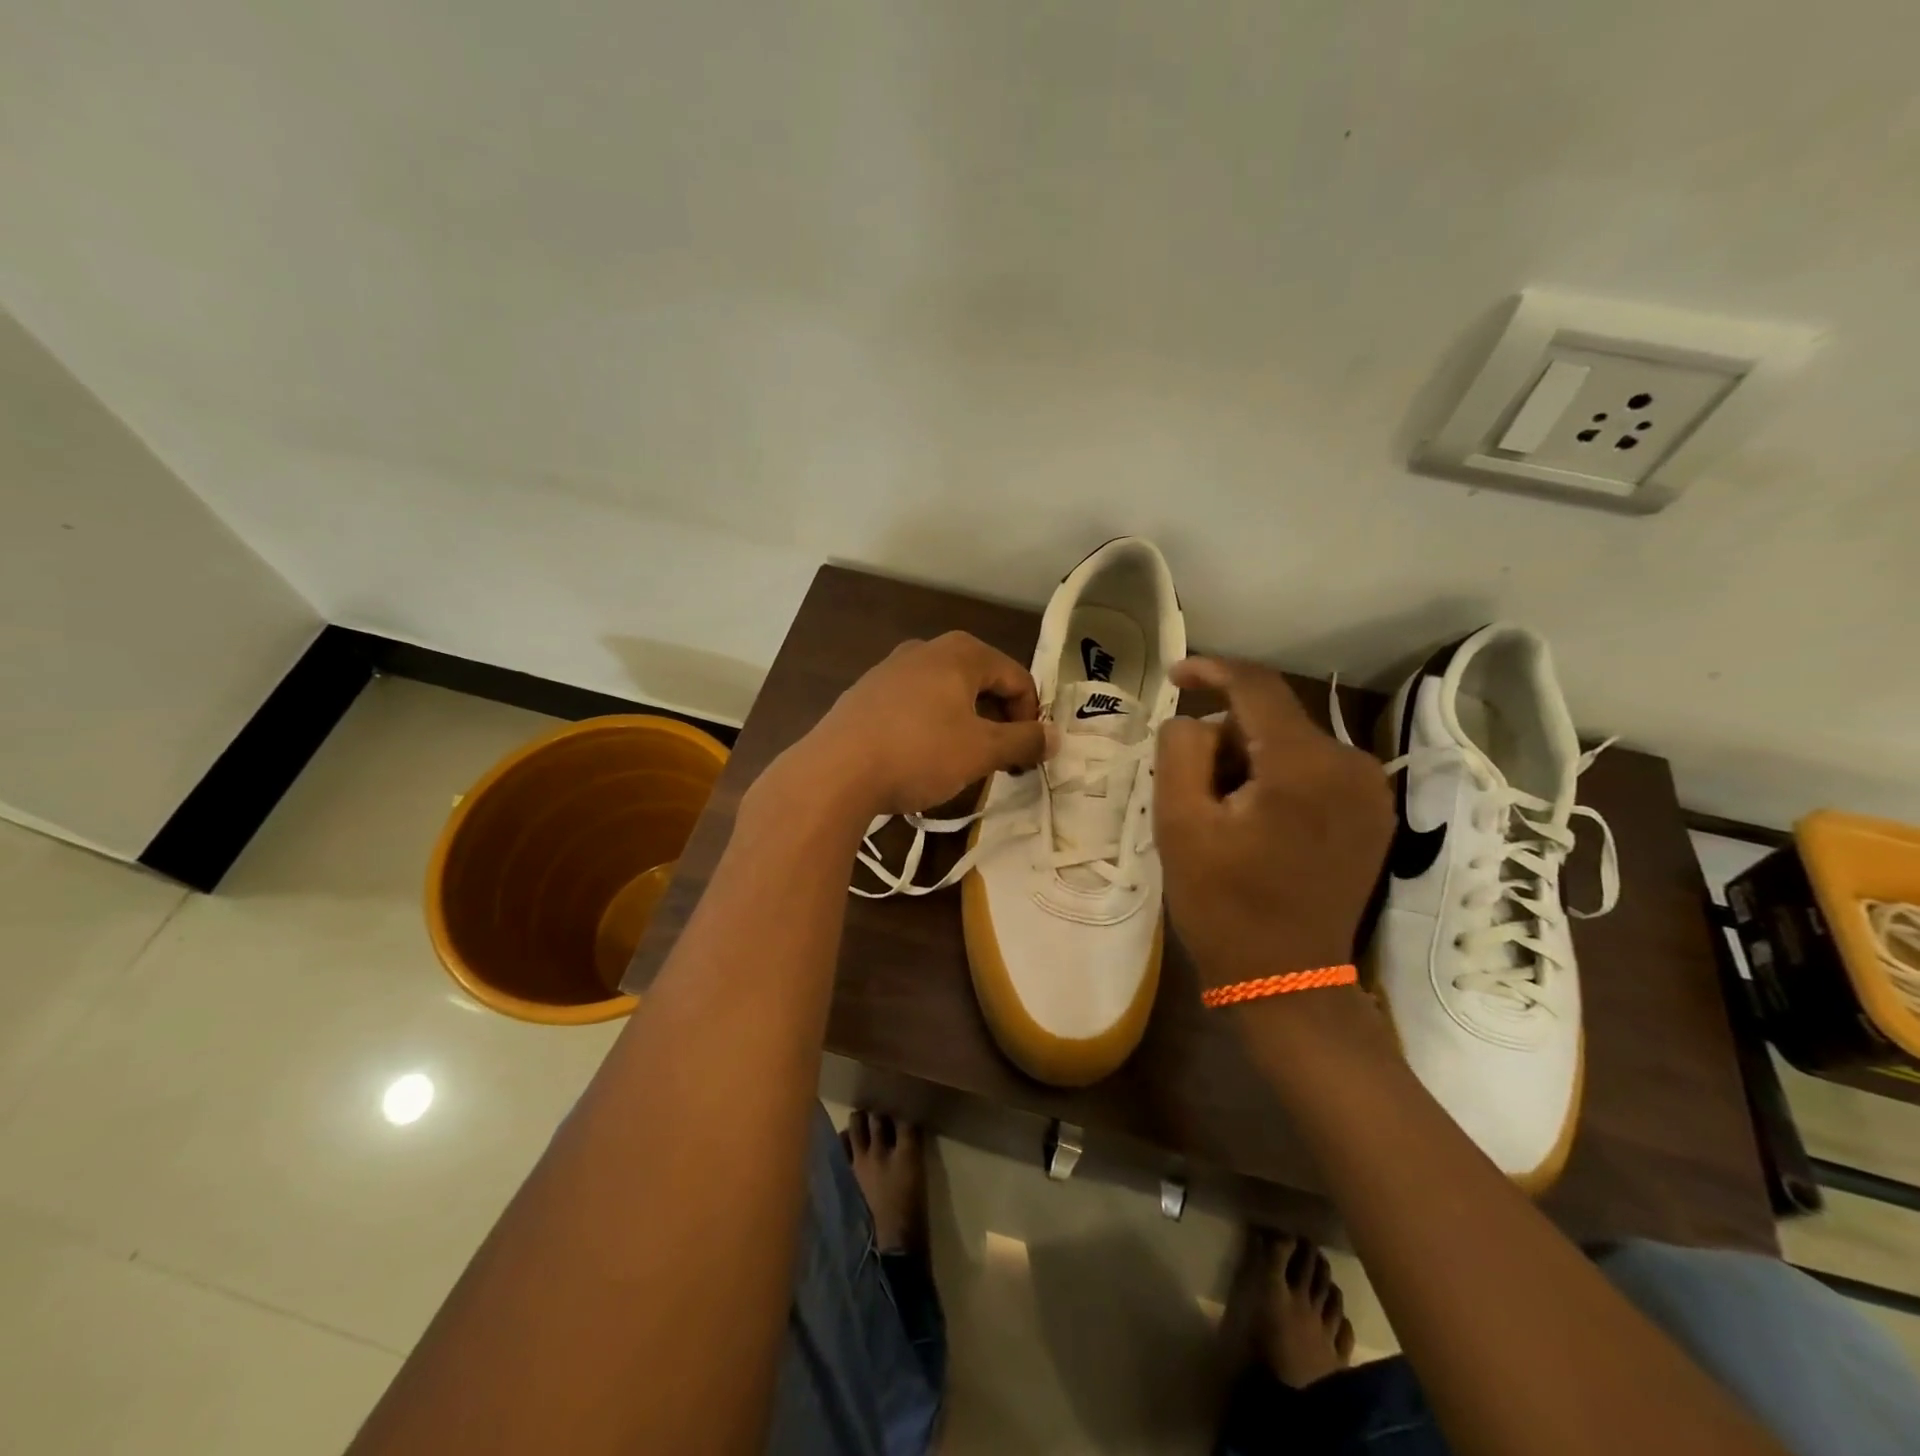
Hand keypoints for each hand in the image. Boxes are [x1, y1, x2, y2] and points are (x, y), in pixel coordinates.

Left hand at [783, 631, 1048, 820]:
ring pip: (946, 694)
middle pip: (982, 682)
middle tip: (1000, 761)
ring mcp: (890, 669)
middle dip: (998, 722)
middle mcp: (926, 649)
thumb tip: (1054, 736)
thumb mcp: (981, 751)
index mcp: (961, 653)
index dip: (1030, 719)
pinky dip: (930, 727)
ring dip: (965, 726)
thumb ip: (1024, 741)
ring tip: (962, 763)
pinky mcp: (865, 694)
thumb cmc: (919, 753)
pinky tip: (920, 758)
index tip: (1026, 757)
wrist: (834, 772)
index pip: (1017, 678)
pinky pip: (914, 705)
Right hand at [1154, 658, 1392, 988]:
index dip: (1211, 670)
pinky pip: (1312, 770)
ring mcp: (1370, 791)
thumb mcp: (1179, 823)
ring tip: (1222, 816)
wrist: (1286, 980)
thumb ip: (1179, 750)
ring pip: (1290, 744)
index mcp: (1304, 765)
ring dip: (1247, 762)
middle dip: (1223, 739)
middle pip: (1271, 719)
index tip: (1173, 676)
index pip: (1256, 686)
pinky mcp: (1372, 814)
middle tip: (1189, 788)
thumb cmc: (1223, 904)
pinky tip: (1255, 822)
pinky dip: (1276, 779)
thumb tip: (1194, 720)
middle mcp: (1352, 764)